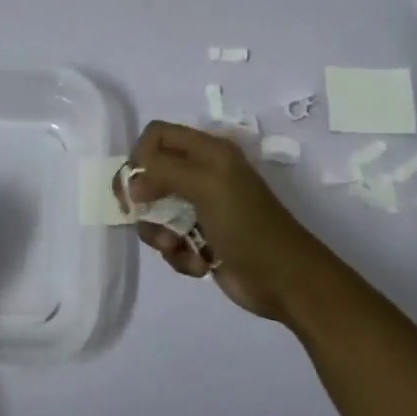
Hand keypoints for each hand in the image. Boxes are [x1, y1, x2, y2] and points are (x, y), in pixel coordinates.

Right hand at [125, 121, 339, 323]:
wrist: (283, 279)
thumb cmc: (246, 225)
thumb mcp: (207, 185)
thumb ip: (163, 170)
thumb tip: (133, 182)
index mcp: (208, 152)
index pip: (158, 135)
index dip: (140, 156)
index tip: (136, 185)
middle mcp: (202, 174)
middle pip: (150, 175)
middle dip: (144, 201)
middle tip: (144, 217)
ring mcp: (200, 209)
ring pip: (155, 213)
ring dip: (160, 234)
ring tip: (178, 247)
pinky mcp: (200, 241)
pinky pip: (168, 240)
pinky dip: (177, 254)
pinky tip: (198, 264)